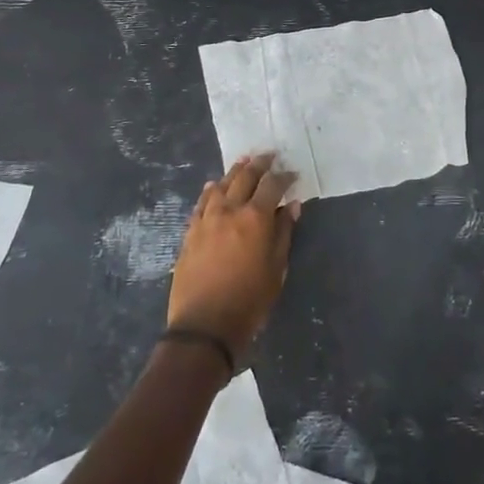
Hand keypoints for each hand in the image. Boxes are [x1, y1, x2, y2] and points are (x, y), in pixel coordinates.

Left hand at [167, 153, 299, 366]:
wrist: (204, 327)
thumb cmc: (249, 301)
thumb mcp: (276, 269)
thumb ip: (284, 233)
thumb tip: (292, 206)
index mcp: (256, 217)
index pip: (272, 185)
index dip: (284, 176)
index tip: (292, 173)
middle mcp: (230, 210)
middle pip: (245, 177)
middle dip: (259, 164)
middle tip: (268, 156)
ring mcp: (206, 219)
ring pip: (221, 185)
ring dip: (234, 172)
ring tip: (243, 163)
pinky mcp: (190, 232)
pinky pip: (202, 203)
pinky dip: (211, 191)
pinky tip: (213, 187)